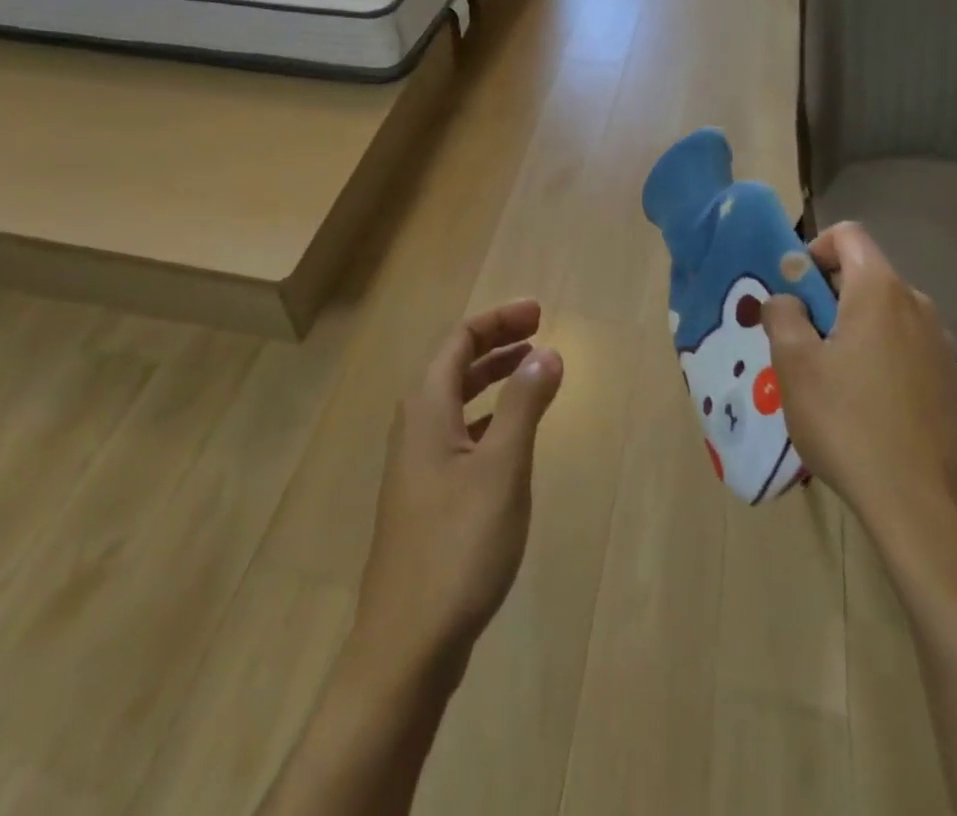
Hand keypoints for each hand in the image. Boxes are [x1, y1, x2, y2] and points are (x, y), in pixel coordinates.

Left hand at [354, 301, 563, 683]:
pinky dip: (489, 417)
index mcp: (426, 407)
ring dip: (493, 377)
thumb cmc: (457, 545)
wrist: (408, 643)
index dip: (499, 320)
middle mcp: (415, 426)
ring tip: (533, 370)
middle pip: (455, 364)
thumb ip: (525, 405)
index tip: (539, 313)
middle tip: (541, 332)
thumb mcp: (501, 468)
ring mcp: (417, 463)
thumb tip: (549, 352)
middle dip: (498, 342)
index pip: (460, 339)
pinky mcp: (426, 495)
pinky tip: (512, 434)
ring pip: (458, 399)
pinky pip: (460, 432)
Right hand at [760, 223, 956, 574]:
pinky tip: (865, 406)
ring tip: (830, 378)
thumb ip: (783, 315)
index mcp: (880, 291)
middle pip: (866, 275)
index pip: (848, 235)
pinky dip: (879, 357)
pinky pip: (906, 348)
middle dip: (827, 296)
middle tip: (801, 340)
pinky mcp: (952, 382)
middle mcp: (919, 306)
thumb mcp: (794, 364)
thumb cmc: (847, 422)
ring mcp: (941, 346)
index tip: (794, 290)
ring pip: (886, 315)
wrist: (920, 505)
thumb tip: (786, 299)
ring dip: (853, 328)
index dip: (814, 249)